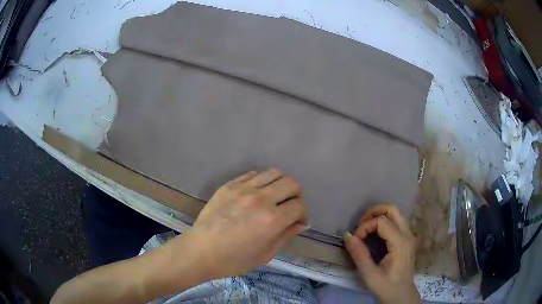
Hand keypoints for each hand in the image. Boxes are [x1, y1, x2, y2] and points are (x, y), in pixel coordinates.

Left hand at [181, 168, 306, 279]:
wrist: (200, 251)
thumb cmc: (233, 260)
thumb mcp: (265, 255)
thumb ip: (286, 236)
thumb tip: (300, 223)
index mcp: (272, 220)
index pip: (300, 205)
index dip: (303, 213)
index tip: (297, 220)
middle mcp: (261, 199)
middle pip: (291, 184)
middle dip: (296, 196)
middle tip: (288, 207)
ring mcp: (243, 189)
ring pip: (274, 173)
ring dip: (279, 184)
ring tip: (273, 197)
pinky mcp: (229, 185)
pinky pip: (253, 173)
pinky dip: (261, 181)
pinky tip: (255, 193)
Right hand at [344, 205, 419, 303]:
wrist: (401, 295)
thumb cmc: (386, 286)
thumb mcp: (369, 274)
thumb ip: (359, 254)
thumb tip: (347, 235)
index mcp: (400, 243)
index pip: (382, 221)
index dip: (366, 226)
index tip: (356, 240)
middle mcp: (407, 235)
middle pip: (393, 210)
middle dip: (374, 212)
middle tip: (361, 224)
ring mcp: (409, 236)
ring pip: (396, 214)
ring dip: (379, 215)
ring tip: (366, 228)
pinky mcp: (407, 239)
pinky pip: (397, 222)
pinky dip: (384, 222)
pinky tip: (375, 234)